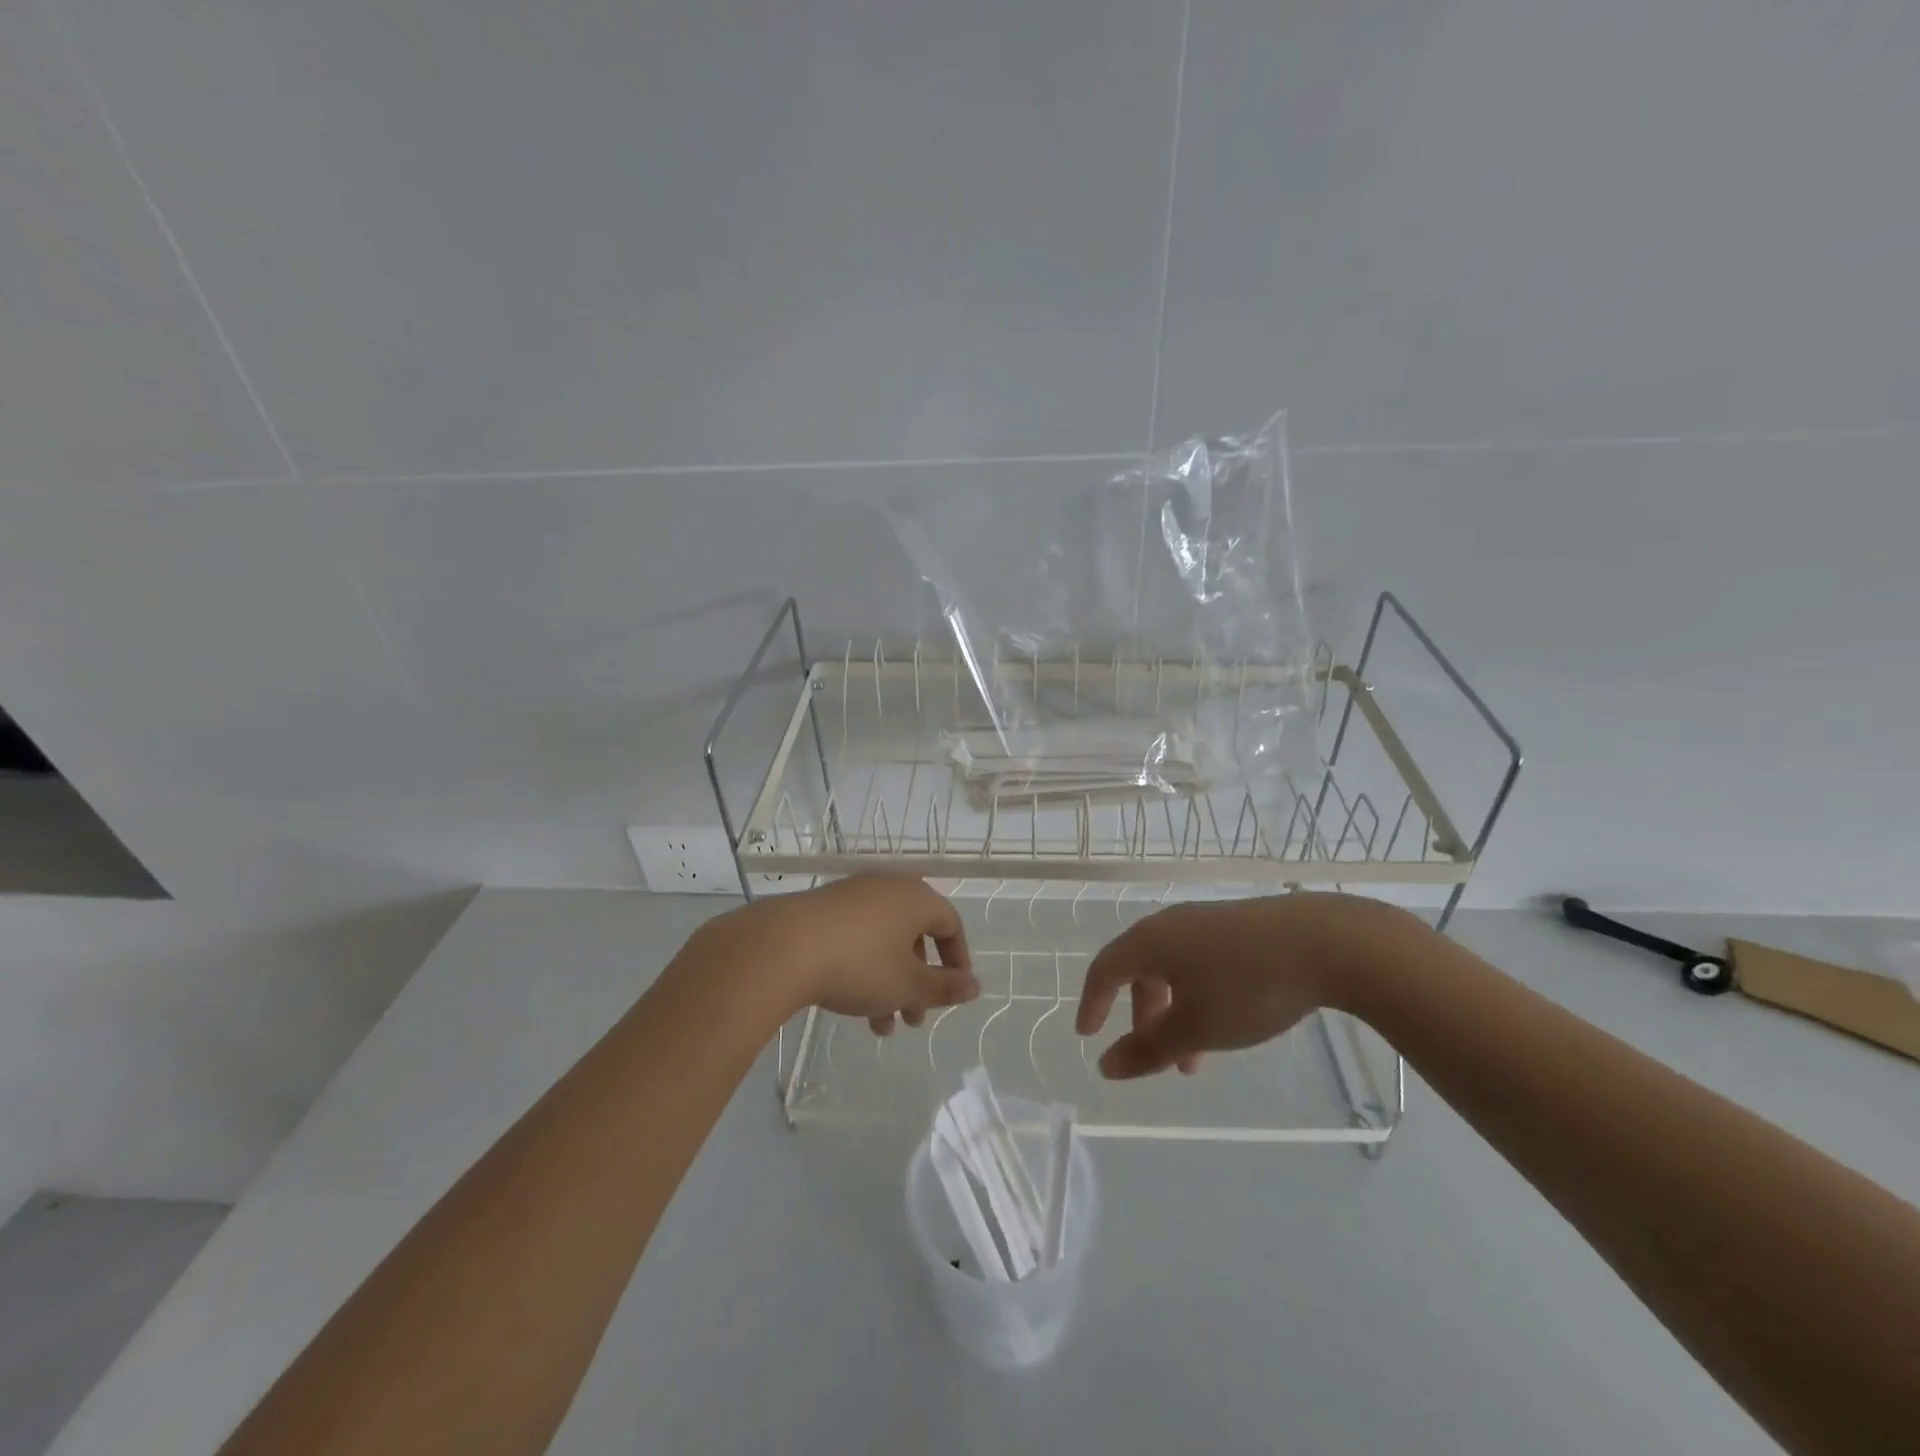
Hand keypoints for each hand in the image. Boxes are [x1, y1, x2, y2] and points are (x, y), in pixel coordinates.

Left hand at [737, 876, 977, 1034]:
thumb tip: (975, 986)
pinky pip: (857, 937)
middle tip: (913, 1019)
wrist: (782, 948)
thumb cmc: (859, 964)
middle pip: (916, 936)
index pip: (951, 924)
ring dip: (890, 984)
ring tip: (879, 1027)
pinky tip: (849, 1002)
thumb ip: (944, 987)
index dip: (957, 960)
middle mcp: (887, 888)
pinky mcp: (822, 908)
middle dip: (918, 982)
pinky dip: (863, 968)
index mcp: (916, 898)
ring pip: (885, 942)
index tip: (953, 992)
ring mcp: (852, 895)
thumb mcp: (907, 985)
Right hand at [1075, 893, 1424, 1078]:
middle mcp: (1172, 925)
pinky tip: (1227, 1022)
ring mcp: (1208, 922)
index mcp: (1150, 941)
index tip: (1089, 1036)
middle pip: (1139, 969)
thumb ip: (1147, 1050)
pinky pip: (1200, 963)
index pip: (1104, 968)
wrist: (1325, 943)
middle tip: (1152, 1056)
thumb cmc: (1247, 986)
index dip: (1092, 1002)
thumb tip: (1104, 1066)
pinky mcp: (1240, 927)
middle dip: (1140, 1016)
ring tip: (1195, 1058)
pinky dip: (1197, 997)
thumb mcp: (1195, 1028)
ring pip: (1174, 970)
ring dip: (1173, 1013)